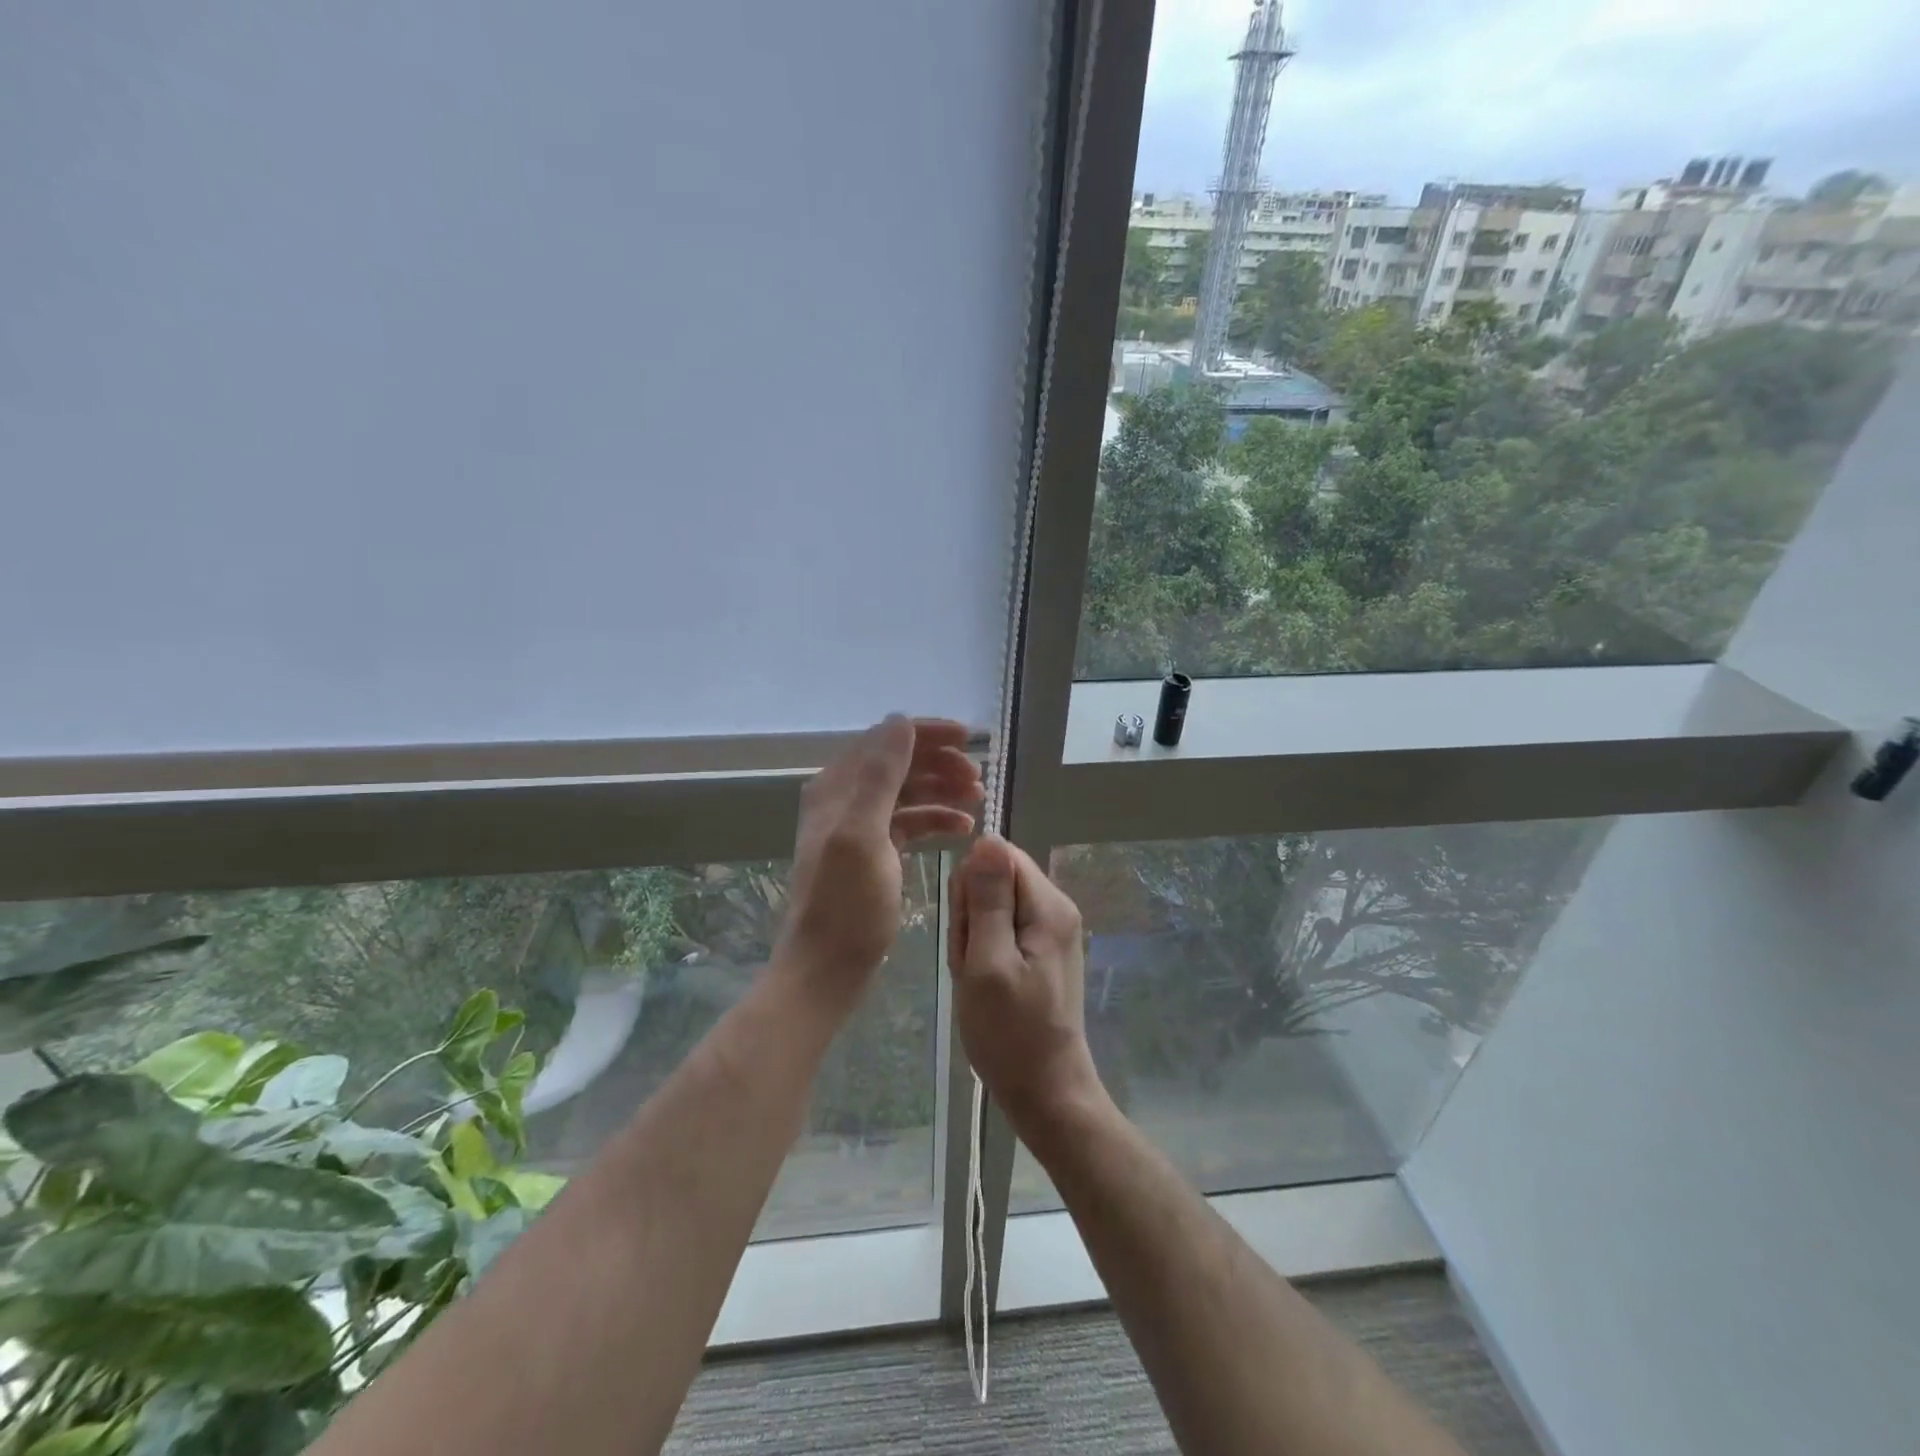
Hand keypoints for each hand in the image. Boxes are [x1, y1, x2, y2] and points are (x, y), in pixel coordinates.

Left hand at [779, 716, 981, 1002]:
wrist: (827, 966)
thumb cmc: (846, 903)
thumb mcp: (863, 834)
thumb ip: (880, 775)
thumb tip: (901, 720)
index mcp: (836, 787)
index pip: (886, 741)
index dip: (928, 734)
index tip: (970, 738)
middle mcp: (844, 799)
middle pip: (899, 764)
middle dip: (940, 764)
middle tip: (980, 778)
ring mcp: (858, 826)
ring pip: (907, 792)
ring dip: (943, 790)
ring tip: (979, 800)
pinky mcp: (873, 852)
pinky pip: (908, 822)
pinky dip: (935, 819)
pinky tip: (962, 828)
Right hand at [947, 835, 1106, 1136]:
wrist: (1045, 1091)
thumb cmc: (1010, 1033)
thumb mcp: (987, 963)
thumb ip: (988, 899)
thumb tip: (987, 838)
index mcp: (1048, 906)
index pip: (1000, 856)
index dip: (971, 886)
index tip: (968, 930)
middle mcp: (1056, 909)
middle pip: (997, 880)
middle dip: (972, 916)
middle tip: (972, 964)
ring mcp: (1051, 931)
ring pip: (994, 906)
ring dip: (974, 938)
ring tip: (977, 980)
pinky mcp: (1042, 951)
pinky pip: (1002, 930)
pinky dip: (984, 953)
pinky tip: (984, 985)